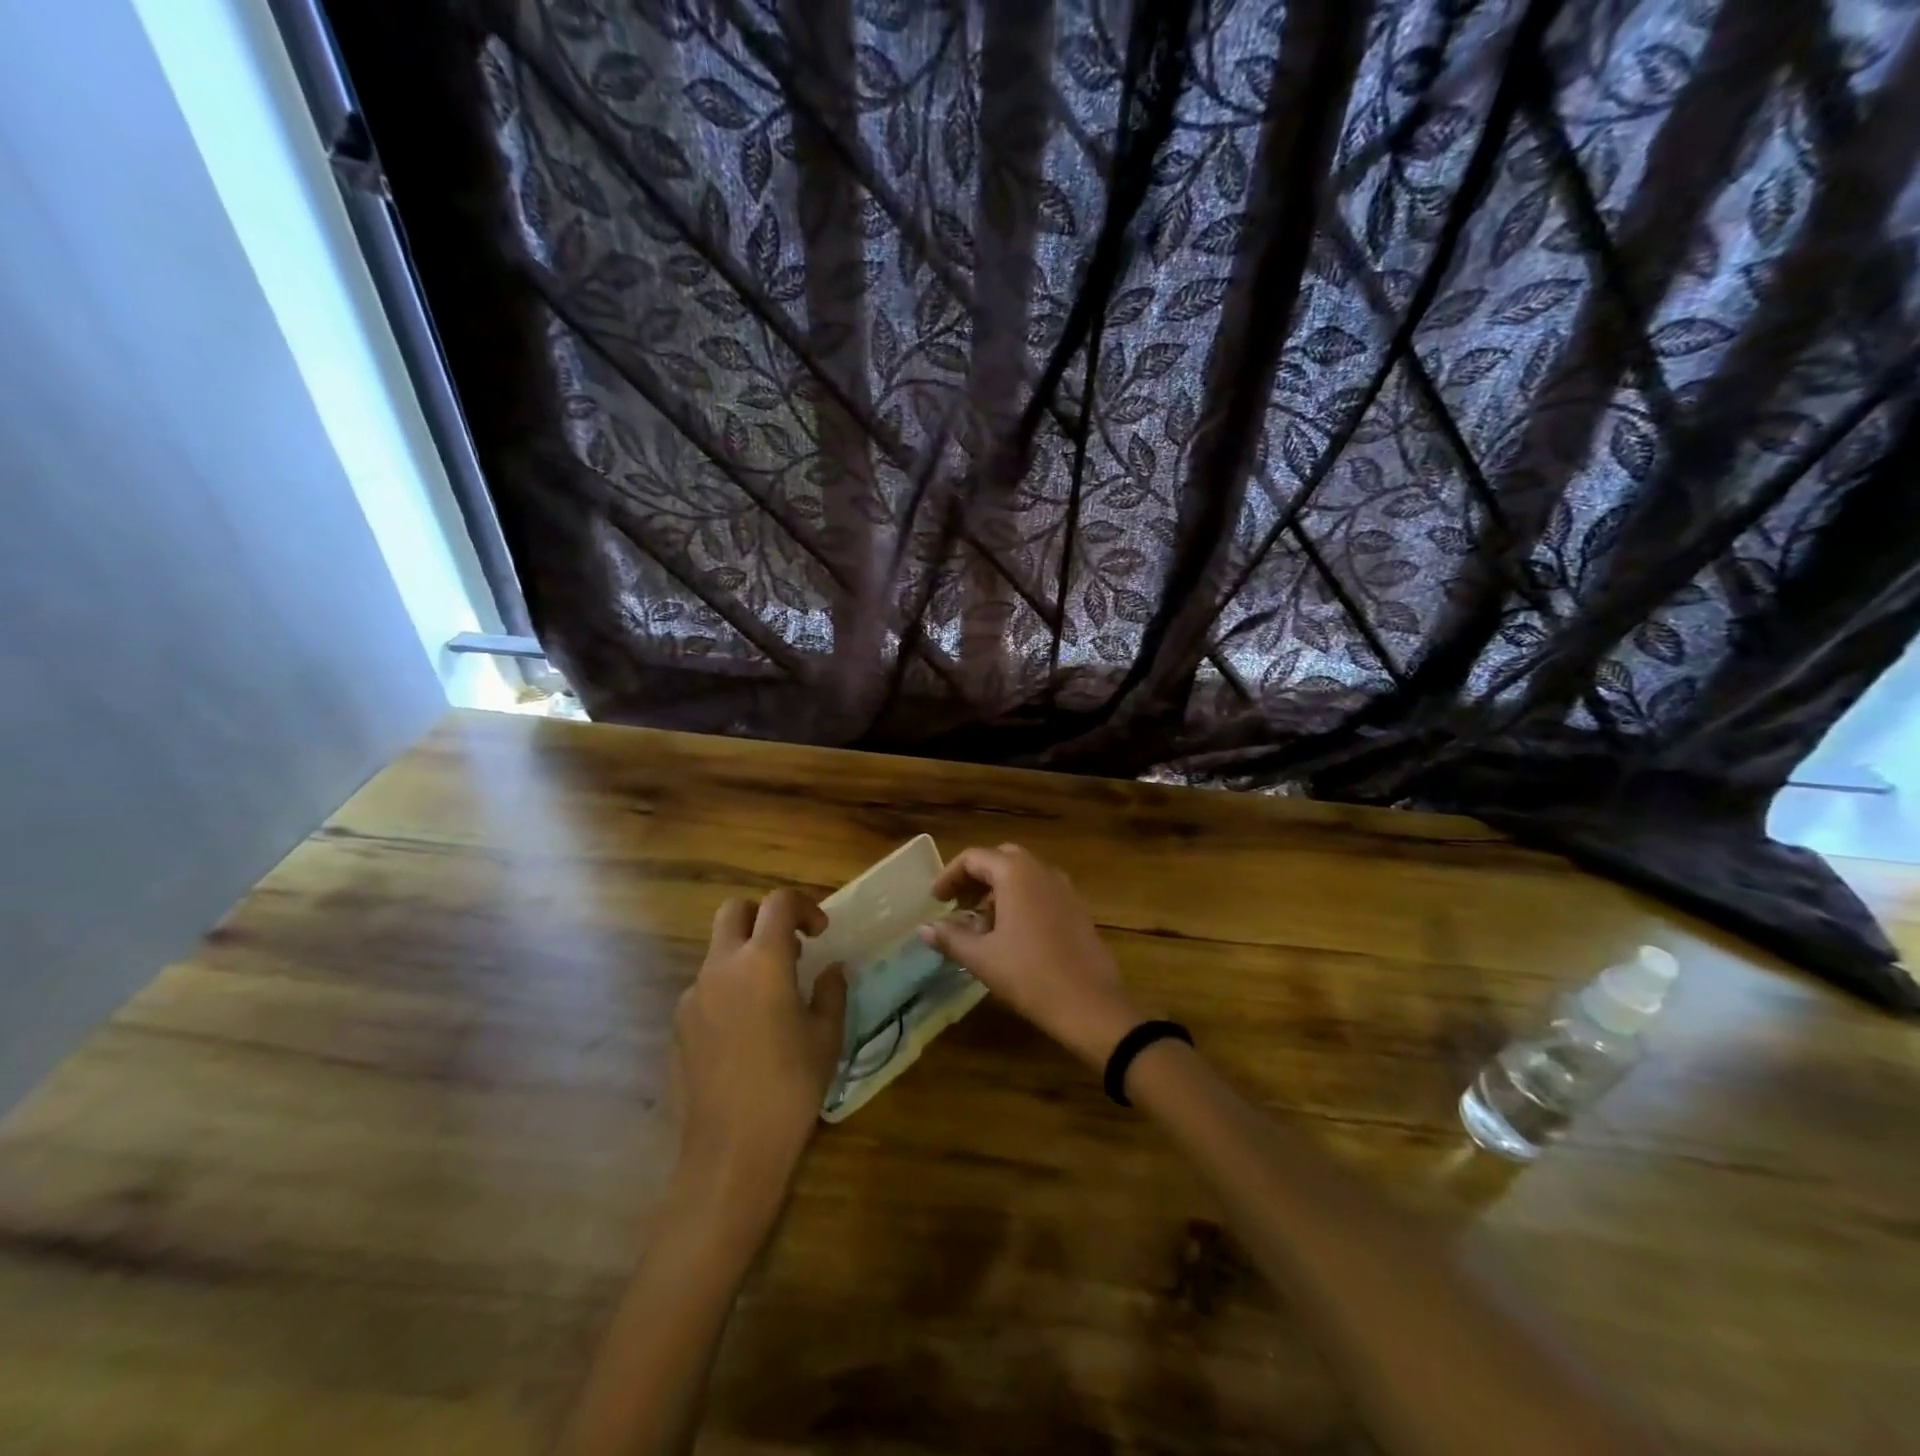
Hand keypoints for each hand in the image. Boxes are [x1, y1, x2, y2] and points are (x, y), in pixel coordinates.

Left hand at [673, 889, 846, 1214]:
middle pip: (734, 911)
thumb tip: (832, 970)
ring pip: (717, 952)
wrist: (731, 1149)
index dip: (803, 906)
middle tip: (790, 948)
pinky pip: (705, 989)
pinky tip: (745, 1034)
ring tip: (771, 999)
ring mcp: (693, 996)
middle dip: (762, 916)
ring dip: (744, 957)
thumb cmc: (791, 1085)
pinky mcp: (678, 1026)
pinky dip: (727, 991)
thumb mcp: (827, 1035)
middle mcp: (721, 966)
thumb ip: (831, 991)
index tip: (820, 933)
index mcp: (763, 960)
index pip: (778, 903)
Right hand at [920, 844, 1143, 1068]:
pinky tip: (1011, 934)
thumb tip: (925, 928)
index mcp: (1015, 872)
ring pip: (1023, 875)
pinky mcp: (1077, 908)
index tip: (935, 900)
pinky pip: (1041, 891)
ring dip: (997, 890)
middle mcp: (1041, 870)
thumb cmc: (1029, 975)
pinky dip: (1019, 900)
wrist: (1090, 1005)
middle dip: (975, 878)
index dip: (949, 876)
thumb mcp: (982, 958)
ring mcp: (1064, 888)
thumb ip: (950, 937)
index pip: (973, 858)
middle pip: (1000, 859)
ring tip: (980, 923)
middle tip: (957, 905)